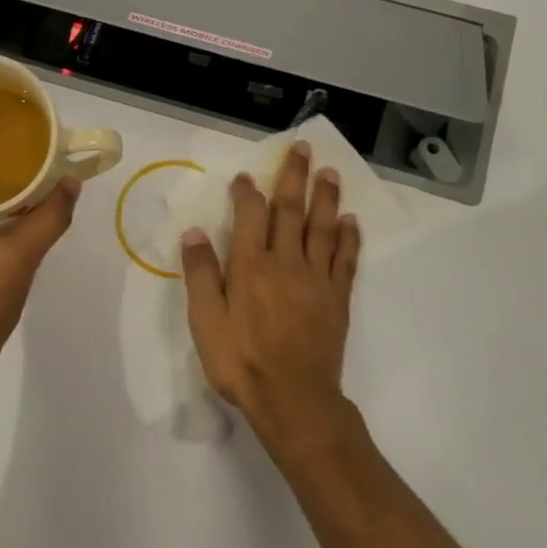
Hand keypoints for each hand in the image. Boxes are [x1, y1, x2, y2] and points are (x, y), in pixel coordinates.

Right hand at [180, 143, 360, 449]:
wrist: (293, 399)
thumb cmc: (241, 362)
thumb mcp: (205, 321)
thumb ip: (200, 274)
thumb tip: (195, 232)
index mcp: (250, 267)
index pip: (250, 217)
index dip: (248, 192)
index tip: (246, 175)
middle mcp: (286, 263)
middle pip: (291, 211)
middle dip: (294, 177)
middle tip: (303, 147)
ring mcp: (316, 279)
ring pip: (322, 228)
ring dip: (326, 197)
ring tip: (330, 172)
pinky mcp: (337, 298)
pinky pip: (346, 259)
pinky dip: (349, 237)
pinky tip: (351, 220)